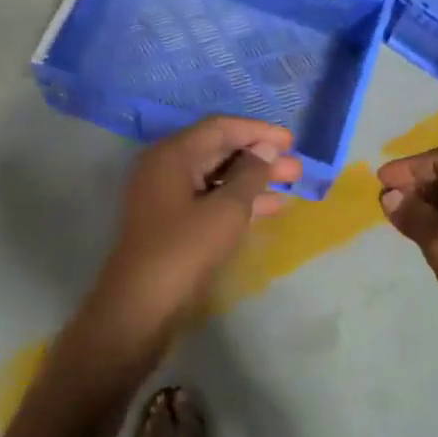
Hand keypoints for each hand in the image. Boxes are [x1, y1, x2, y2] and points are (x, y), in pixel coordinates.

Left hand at [77, 117, 301, 368]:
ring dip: (253, 180)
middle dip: (259, 157)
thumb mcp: (226, 210)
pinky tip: (270, 208)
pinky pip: (210, 200)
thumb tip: (266, 150)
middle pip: (219, 151)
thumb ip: (250, 175)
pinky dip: (239, 201)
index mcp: (172, 155)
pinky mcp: (173, 223)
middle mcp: (166, 168)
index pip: (220, 128)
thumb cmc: (184, 250)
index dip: (257, 131)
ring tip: (292, 185)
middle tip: (296, 167)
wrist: (141, 308)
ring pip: (217, 178)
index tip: (290, 140)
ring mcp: (167, 197)